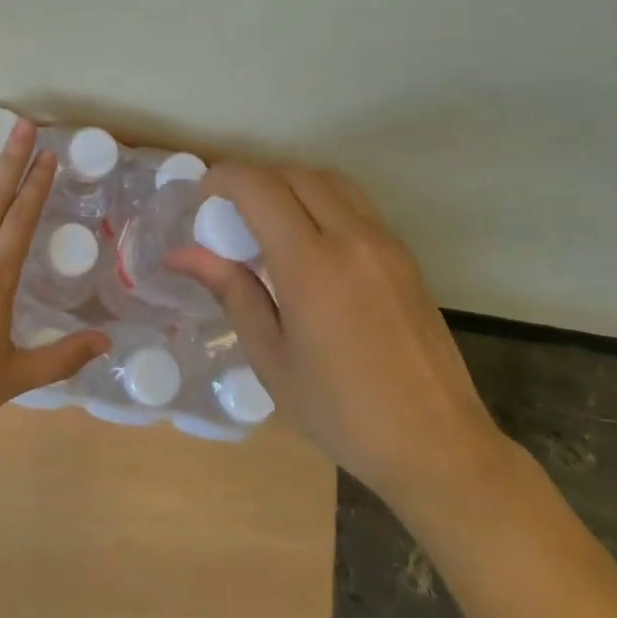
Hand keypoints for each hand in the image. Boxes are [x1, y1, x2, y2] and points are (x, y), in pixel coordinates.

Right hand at [168, 164, 510, 522]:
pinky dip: (322, 200)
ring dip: (291, 183)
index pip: (261, 188)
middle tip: (228, 209)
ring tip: (267, 219)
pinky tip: (309, 241)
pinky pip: (356, 204)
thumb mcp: (271, 358)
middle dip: (255, 177)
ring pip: (331, 181)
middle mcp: (352, 239)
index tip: (202, 195)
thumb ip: (231, 292)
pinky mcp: (405, 256)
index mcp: (312, 266)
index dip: (225, 178)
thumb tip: (181, 255)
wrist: (436, 444)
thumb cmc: (341, 411)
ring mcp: (385, 244)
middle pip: (296, 173)